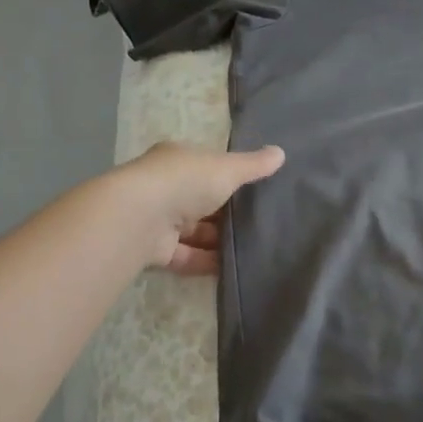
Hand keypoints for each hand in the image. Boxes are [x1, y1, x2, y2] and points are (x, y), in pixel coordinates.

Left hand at [111, 141, 283, 274]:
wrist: (141, 217)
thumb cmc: (185, 181)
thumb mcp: (226, 169)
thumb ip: (253, 165)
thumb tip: (281, 152)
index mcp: (177, 161)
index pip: (205, 167)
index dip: (228, 178)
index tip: (255, 191)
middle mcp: (165, 188)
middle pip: (201, 202)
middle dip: (226, 214)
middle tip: (260, 225)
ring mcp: (159, 220)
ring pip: (195, 232)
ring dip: (219, 241)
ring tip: (253, 250)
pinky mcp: (156, 251)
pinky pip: (187, 257)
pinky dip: (208, 261)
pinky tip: (233, 268)